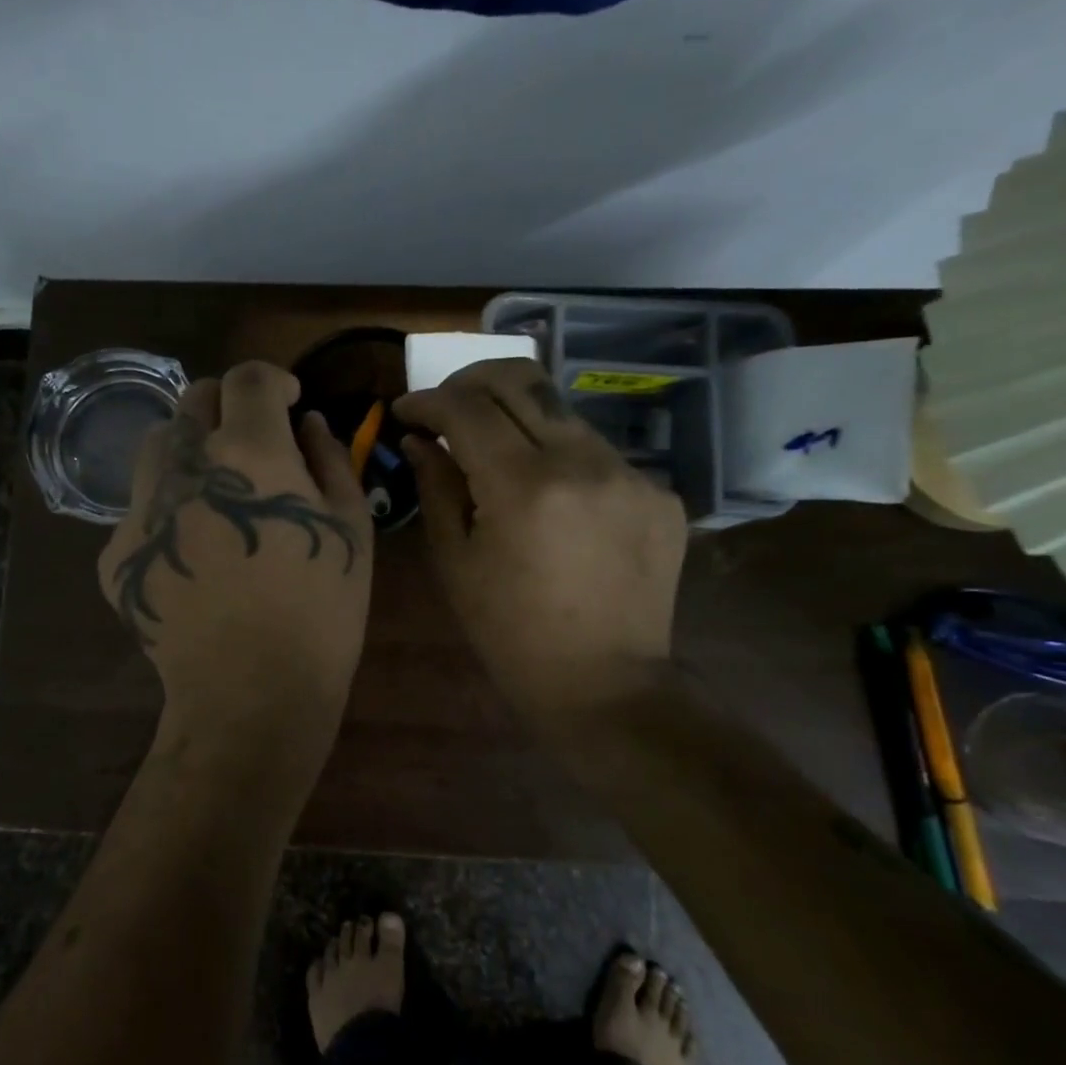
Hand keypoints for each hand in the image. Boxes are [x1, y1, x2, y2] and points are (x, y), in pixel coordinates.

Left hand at [100, 362, 373, 744]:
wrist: (250, 692)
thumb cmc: (320, 611)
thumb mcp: (350, 528)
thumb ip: (330, 459)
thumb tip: (307, 423)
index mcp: (249, 452)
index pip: (247, 378)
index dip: (272, 380)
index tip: (287, 401)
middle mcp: (185, 466)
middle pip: (193, 400)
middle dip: (228, 406)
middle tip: (253, 441)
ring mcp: (141, 509)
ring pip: (158, 445)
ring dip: (190, 448)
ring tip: (216, 488)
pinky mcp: (115, 552)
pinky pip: (140, 506)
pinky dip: (168, 508)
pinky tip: (192, 549)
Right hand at [393, 358, 686, 734]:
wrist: (604, 684)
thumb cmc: (510, 632)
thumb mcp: (455, 562)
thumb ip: (436, 487)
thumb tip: (420, 439)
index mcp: (524, 487)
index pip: (468, 408)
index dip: (428, 401)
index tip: (405, 411)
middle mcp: (584, 463)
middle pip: (521, 380)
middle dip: (470, 381)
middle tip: (446, 406)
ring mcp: (631, 474)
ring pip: (561, 412)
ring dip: (517, 420)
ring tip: (495, 455)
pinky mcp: (660, 492)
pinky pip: (596, 452)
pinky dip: (560, 458)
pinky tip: (549, 499)